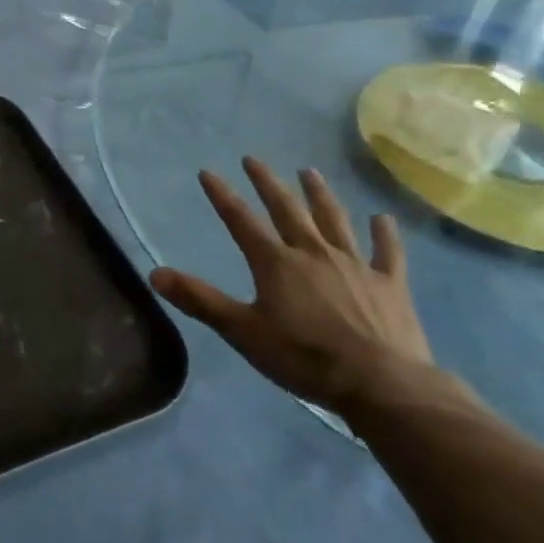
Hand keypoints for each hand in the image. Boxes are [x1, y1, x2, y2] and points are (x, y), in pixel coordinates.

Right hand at [150, 157, 432, 416]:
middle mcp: (314, 252)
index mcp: (276, 263)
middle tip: (254, 159)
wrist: (381, 383)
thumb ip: (200, 300)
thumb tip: (155, 273)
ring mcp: (355, 265)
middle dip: (267, 183)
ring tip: (309, 172)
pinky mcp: (389, 284)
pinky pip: (386, 252)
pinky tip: (382, 218)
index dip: (222, 195)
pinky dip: (383, 234)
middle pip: (287, 210)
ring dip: (319, 195)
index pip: (241, 221)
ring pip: (334, 220)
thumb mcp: (242, 331)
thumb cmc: (304, 357)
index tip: (208, 172)